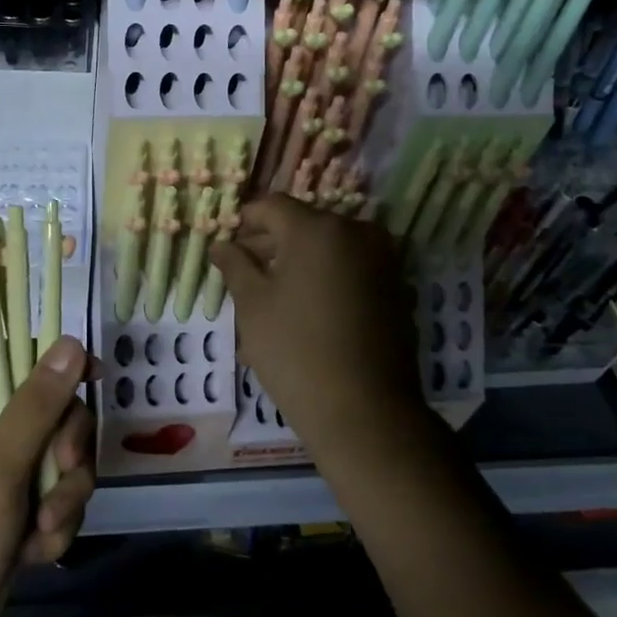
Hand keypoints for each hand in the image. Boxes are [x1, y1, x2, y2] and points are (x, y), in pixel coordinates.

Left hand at [0, 336, 95, 616]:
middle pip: (47, 412)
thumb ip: (36, 407)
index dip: (54, 368)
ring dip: (62, 497)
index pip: (11, 362)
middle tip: (59, 477)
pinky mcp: (9, 514)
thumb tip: (71, 341)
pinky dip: (53, 526)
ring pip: (57, 459)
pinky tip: (35, 555)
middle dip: (64, 451)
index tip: (93, 380)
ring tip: (43, 533)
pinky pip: (52, 498)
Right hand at [210, 195, 424, 455]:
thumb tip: (221, 244)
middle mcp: (356, 232)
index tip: (226, 245)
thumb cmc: (295, 350)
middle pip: (303, 225)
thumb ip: (235, 265)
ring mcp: (382, 260)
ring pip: (328, 249)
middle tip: (243, 272)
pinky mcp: (395, 288)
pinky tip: (305, 311)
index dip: (244, 220)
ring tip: (270, 297)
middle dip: (270, 243)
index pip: (272, 206)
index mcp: (318, 228)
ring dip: (298, 263)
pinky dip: (325, 280)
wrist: (365, 411)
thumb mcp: (253, 305)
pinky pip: (350, 271)